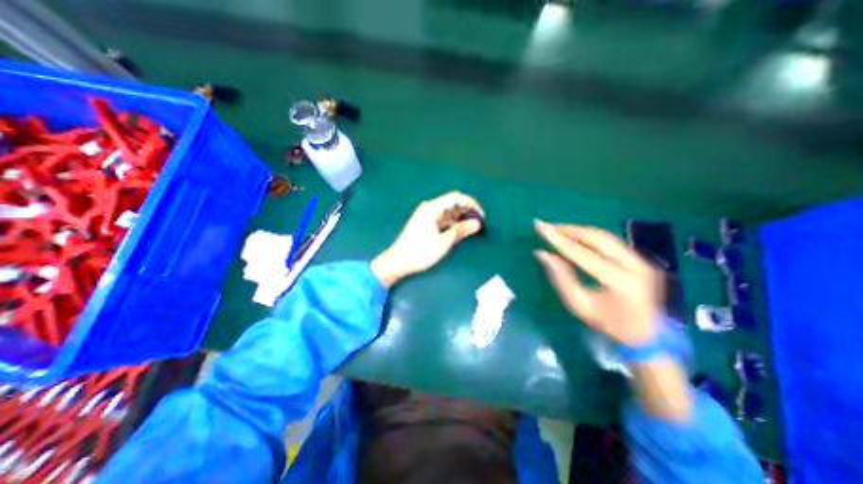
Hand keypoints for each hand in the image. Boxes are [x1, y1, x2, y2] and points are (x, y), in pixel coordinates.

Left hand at [369, 190, 481, 287]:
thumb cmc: (420, 252)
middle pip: (452, 203)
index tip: (481, 216)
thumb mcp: (443, 242)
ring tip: (472, 228)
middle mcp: (429, 208)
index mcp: (432, 208)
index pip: (456, 197)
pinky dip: (453, 223)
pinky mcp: (426, 224)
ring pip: (448, 212)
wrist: (397, 262)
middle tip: (479, 223)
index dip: (471, 204)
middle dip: (467, 210)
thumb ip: (461, 230)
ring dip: (461, 218)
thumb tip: (477, 224)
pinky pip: (443, 219)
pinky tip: (460, 231)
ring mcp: (427, 216)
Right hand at [537, 222, 662, 346]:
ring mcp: (642, 260)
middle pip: (597, 238)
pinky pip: (610, 240)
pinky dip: (590, 236)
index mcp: (620, 282)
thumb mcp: (579, 305)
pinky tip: (575, 236)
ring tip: (557, 229)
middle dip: (569, 230)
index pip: (582, 254)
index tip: (540, 227)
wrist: (647, 334)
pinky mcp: (641, 257)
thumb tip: (542, 253)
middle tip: (548, 226)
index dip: (558, 240)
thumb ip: (561, 278)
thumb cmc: (608, 323)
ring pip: (604, 236)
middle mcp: (635, 266)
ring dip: (578, 230)